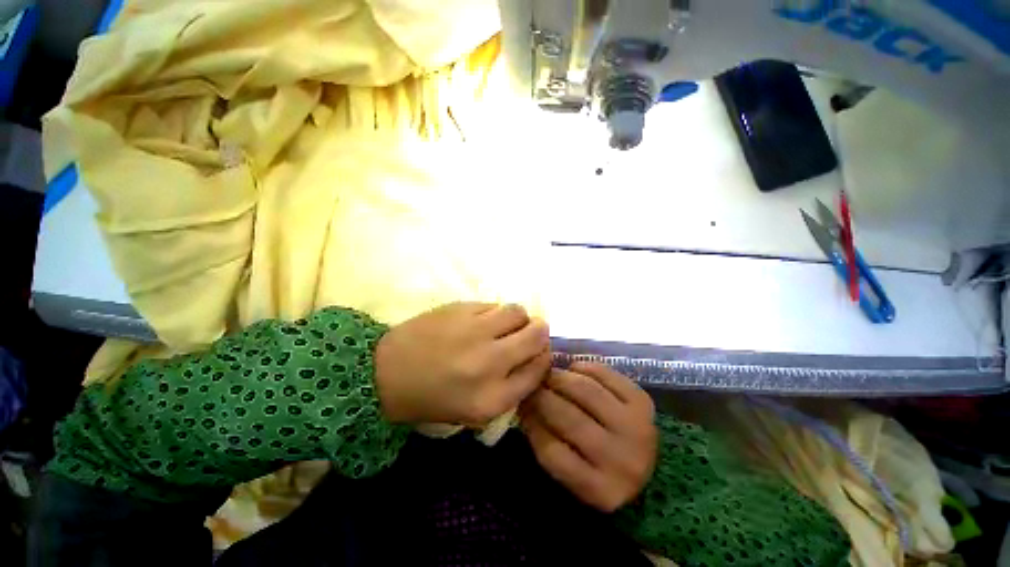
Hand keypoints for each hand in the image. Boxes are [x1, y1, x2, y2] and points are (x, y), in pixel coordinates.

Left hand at [374, 302, 550, 424]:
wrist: (386, 373)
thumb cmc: (433, 397)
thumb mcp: (476, 409)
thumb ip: (512, 388)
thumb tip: (537, 357)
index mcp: (492, 398)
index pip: (540, 370)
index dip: (544, 358)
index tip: (538, 354)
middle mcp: (489, 362)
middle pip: (537, 335)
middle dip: (539, 333)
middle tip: (528, 334)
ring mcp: (475, 331)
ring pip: (519, 312)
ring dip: (518, 319)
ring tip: (503, 326)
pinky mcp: (461, 308)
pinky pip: (494, 304)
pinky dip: (495, 313)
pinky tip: (481, 321)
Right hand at [521, 362, 656, 511]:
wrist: (647, 465)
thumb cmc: (600, 471)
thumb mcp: (572, 473)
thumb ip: (545, 441)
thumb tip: (522, 403)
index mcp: (600, 490)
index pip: (552, 453)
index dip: (530, 423)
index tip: (520, 404)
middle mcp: (623, 460)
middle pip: (570, 419)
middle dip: (542, 395)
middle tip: (530, 383)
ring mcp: (637, 428)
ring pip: (586, 391)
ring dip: (560, 377)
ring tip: (548, 374)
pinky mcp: (643, 402)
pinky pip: (605, 374)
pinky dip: (583, 367)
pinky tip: (573, 369)